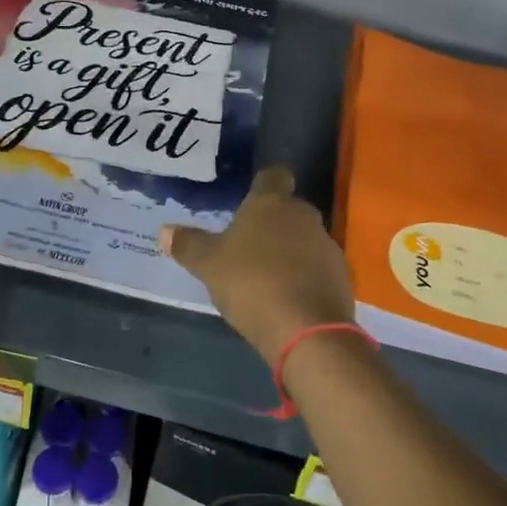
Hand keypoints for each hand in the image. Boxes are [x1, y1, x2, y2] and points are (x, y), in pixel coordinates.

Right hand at [160, 165, 354, 367]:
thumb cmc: (251, 283)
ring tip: (267, 277)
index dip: (261, 185)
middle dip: (272, 224)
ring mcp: (327, 245)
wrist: (307, 329)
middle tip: (248, 246)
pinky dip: (305, 277)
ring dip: (290, 252)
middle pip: (288, 210)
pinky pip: (318, 268)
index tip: (248, 200)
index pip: (272, 176)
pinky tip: (288, 298)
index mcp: (271, 203)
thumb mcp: (208, 266)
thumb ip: (188, 245)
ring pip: (305, 239)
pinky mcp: (342, 276)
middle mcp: (303, 215)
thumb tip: (164, 231)